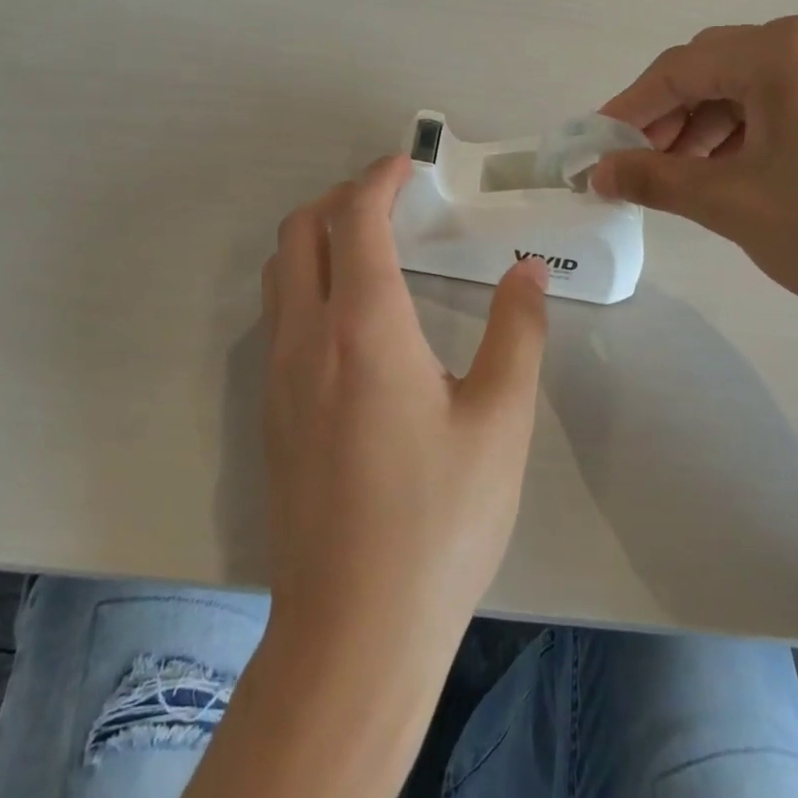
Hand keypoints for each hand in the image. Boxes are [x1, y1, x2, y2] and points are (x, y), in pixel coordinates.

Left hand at [260, 155, 549, 660]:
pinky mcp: (269, 413)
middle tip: (391, 202)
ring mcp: (277, 377)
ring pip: (280, 272)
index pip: (356, 220)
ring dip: (317, 238)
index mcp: (364, 330)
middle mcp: (307, 339)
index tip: (409, 165)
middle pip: (300, 231)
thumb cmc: (439, 521)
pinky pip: (277, 315)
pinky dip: (307, 282)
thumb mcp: (501, 421)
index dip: (379, 179)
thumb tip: (527, 270)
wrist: (353, 631)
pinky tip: (352, 318)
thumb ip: (518, 331)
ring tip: (371, 248)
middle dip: (341, 198)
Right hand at [592, 17, 797, 333]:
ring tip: (686, 176)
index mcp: (781, 50)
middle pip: (715, 68)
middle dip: (668, 116)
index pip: (679, 68)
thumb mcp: (731, 203)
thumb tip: (597, 172)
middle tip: (639, 165)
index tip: (595, 147)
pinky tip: (739, 171)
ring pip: (752, 85)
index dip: (628, 108)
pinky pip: (789, 100)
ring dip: (707, 125)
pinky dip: (750, 130)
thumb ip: (655, 178)